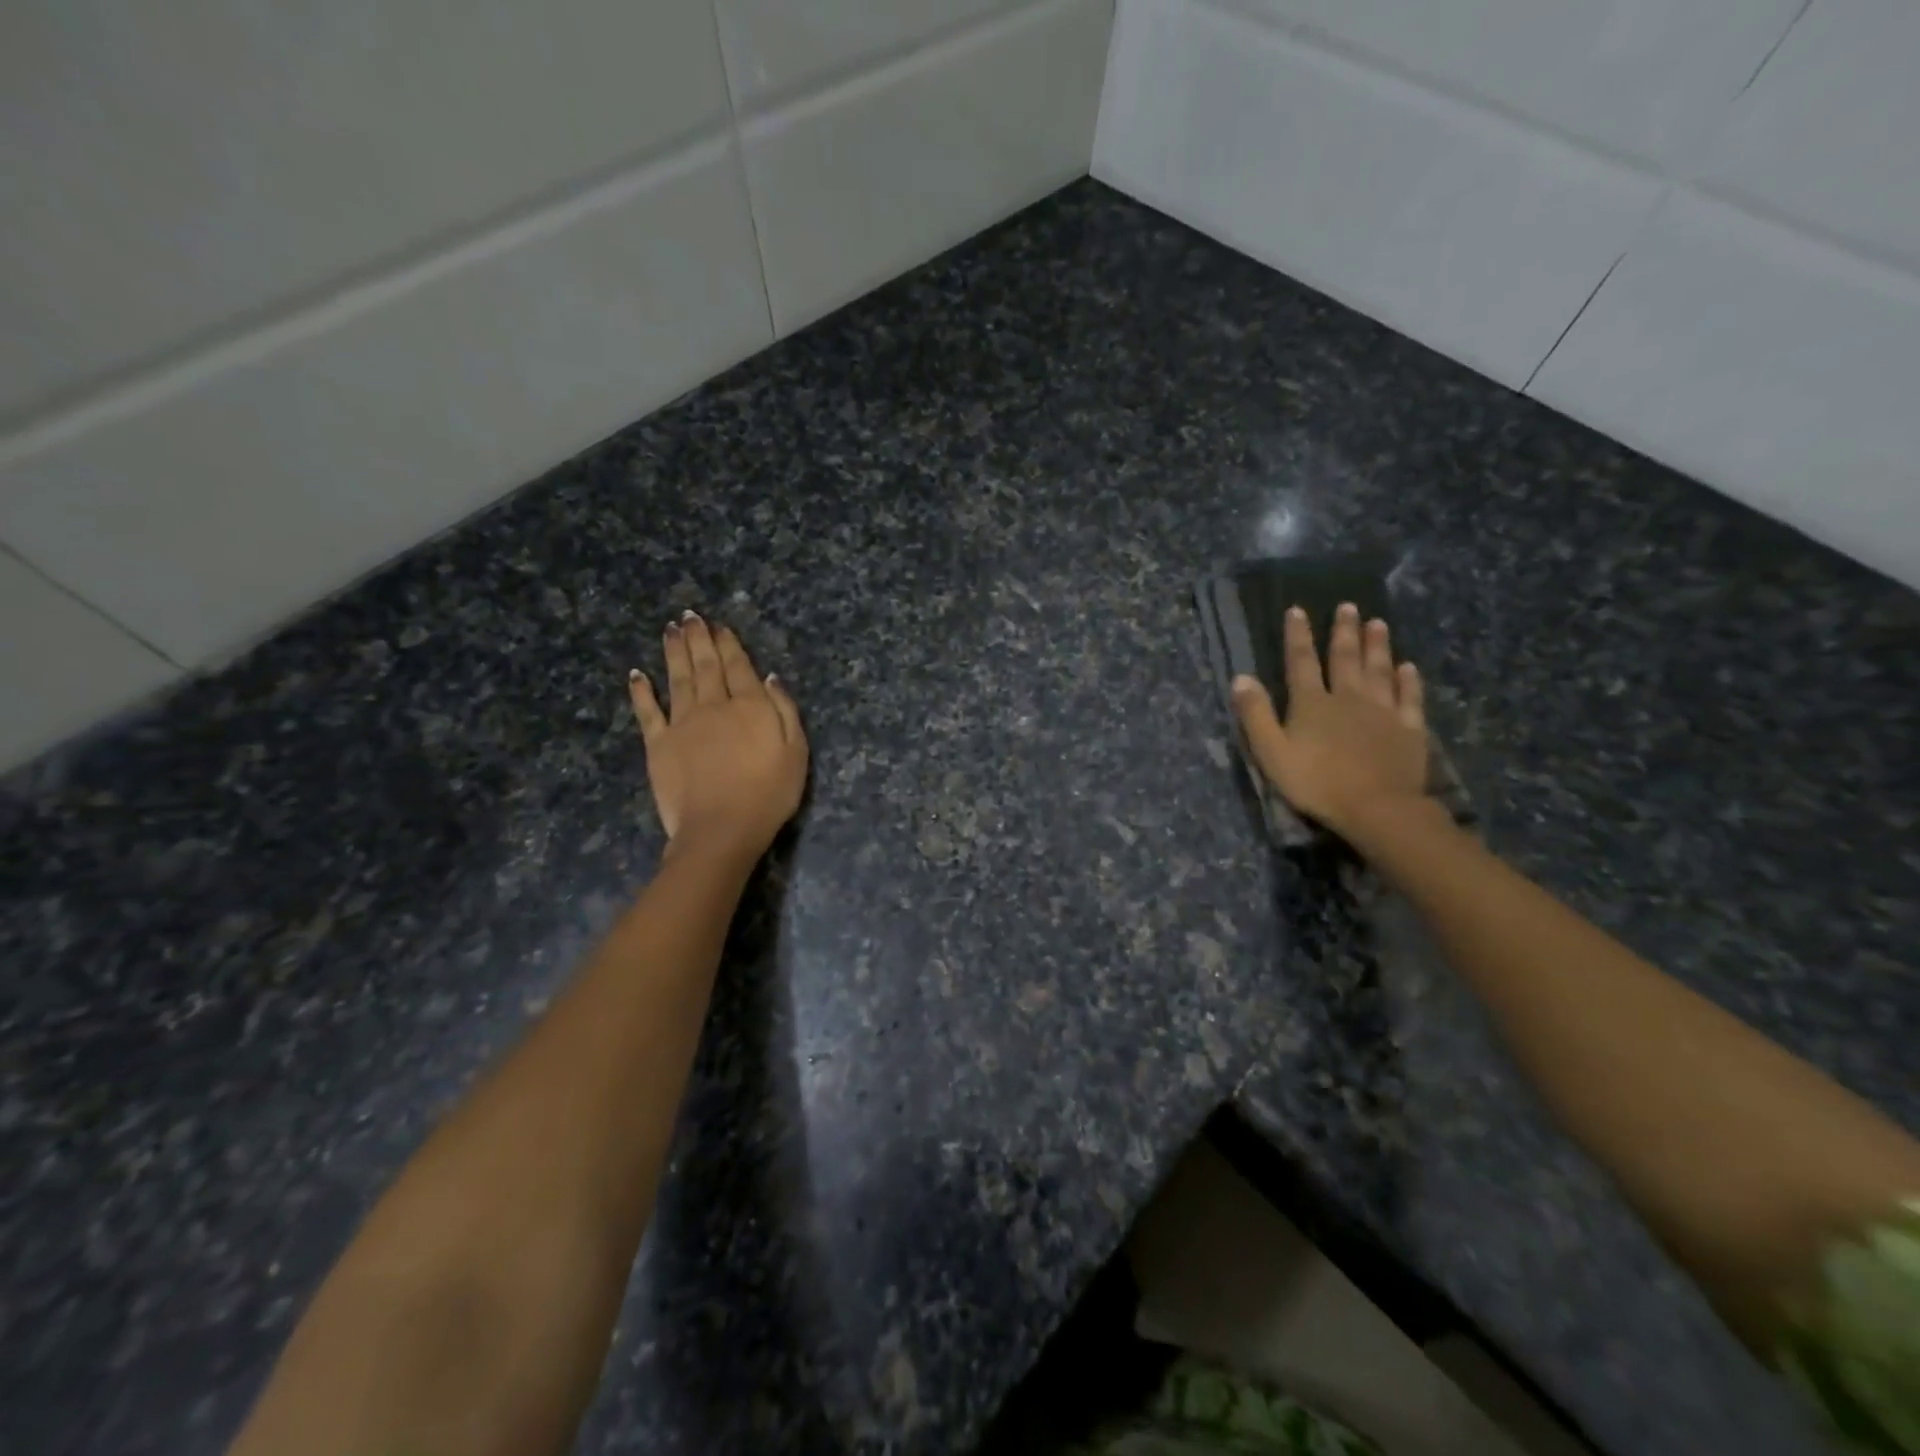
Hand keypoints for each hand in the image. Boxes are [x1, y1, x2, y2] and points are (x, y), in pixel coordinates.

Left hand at [628, 613, 807, 866]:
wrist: (721, 829)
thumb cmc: (768, 795)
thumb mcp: (796, 753)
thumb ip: (785, 711)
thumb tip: (770, 678)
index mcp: (750, 706)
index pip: (739, 666)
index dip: (729, 644)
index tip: (720, 625)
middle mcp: (714, 705)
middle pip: (706, 665)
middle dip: (699, 638)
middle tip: (690, 616)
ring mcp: (682, 723)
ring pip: (678, 678)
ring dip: (673, 652)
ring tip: (671, 629)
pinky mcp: (658, 744)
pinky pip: (647, 711)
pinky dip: (641, 691)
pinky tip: (636, 674)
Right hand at [1232, 602, 1427, 838]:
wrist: (1376, 807)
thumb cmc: (1316, 782)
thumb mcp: (1271, 752)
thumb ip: (1255, 714)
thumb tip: (1240, 677)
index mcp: (1312, 703)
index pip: (1301, 661)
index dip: (1298, 635)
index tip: (1298, 610)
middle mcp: (1348, 697)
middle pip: (1345, 658)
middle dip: (1344, 631)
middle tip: (1349, 606)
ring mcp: (1383, 711)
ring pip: (1379, 670)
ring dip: (1377, 646)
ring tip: (1378, 623)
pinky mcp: (1409, 728)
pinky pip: (1409, 698)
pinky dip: (1409, 681)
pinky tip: (1409, 668)